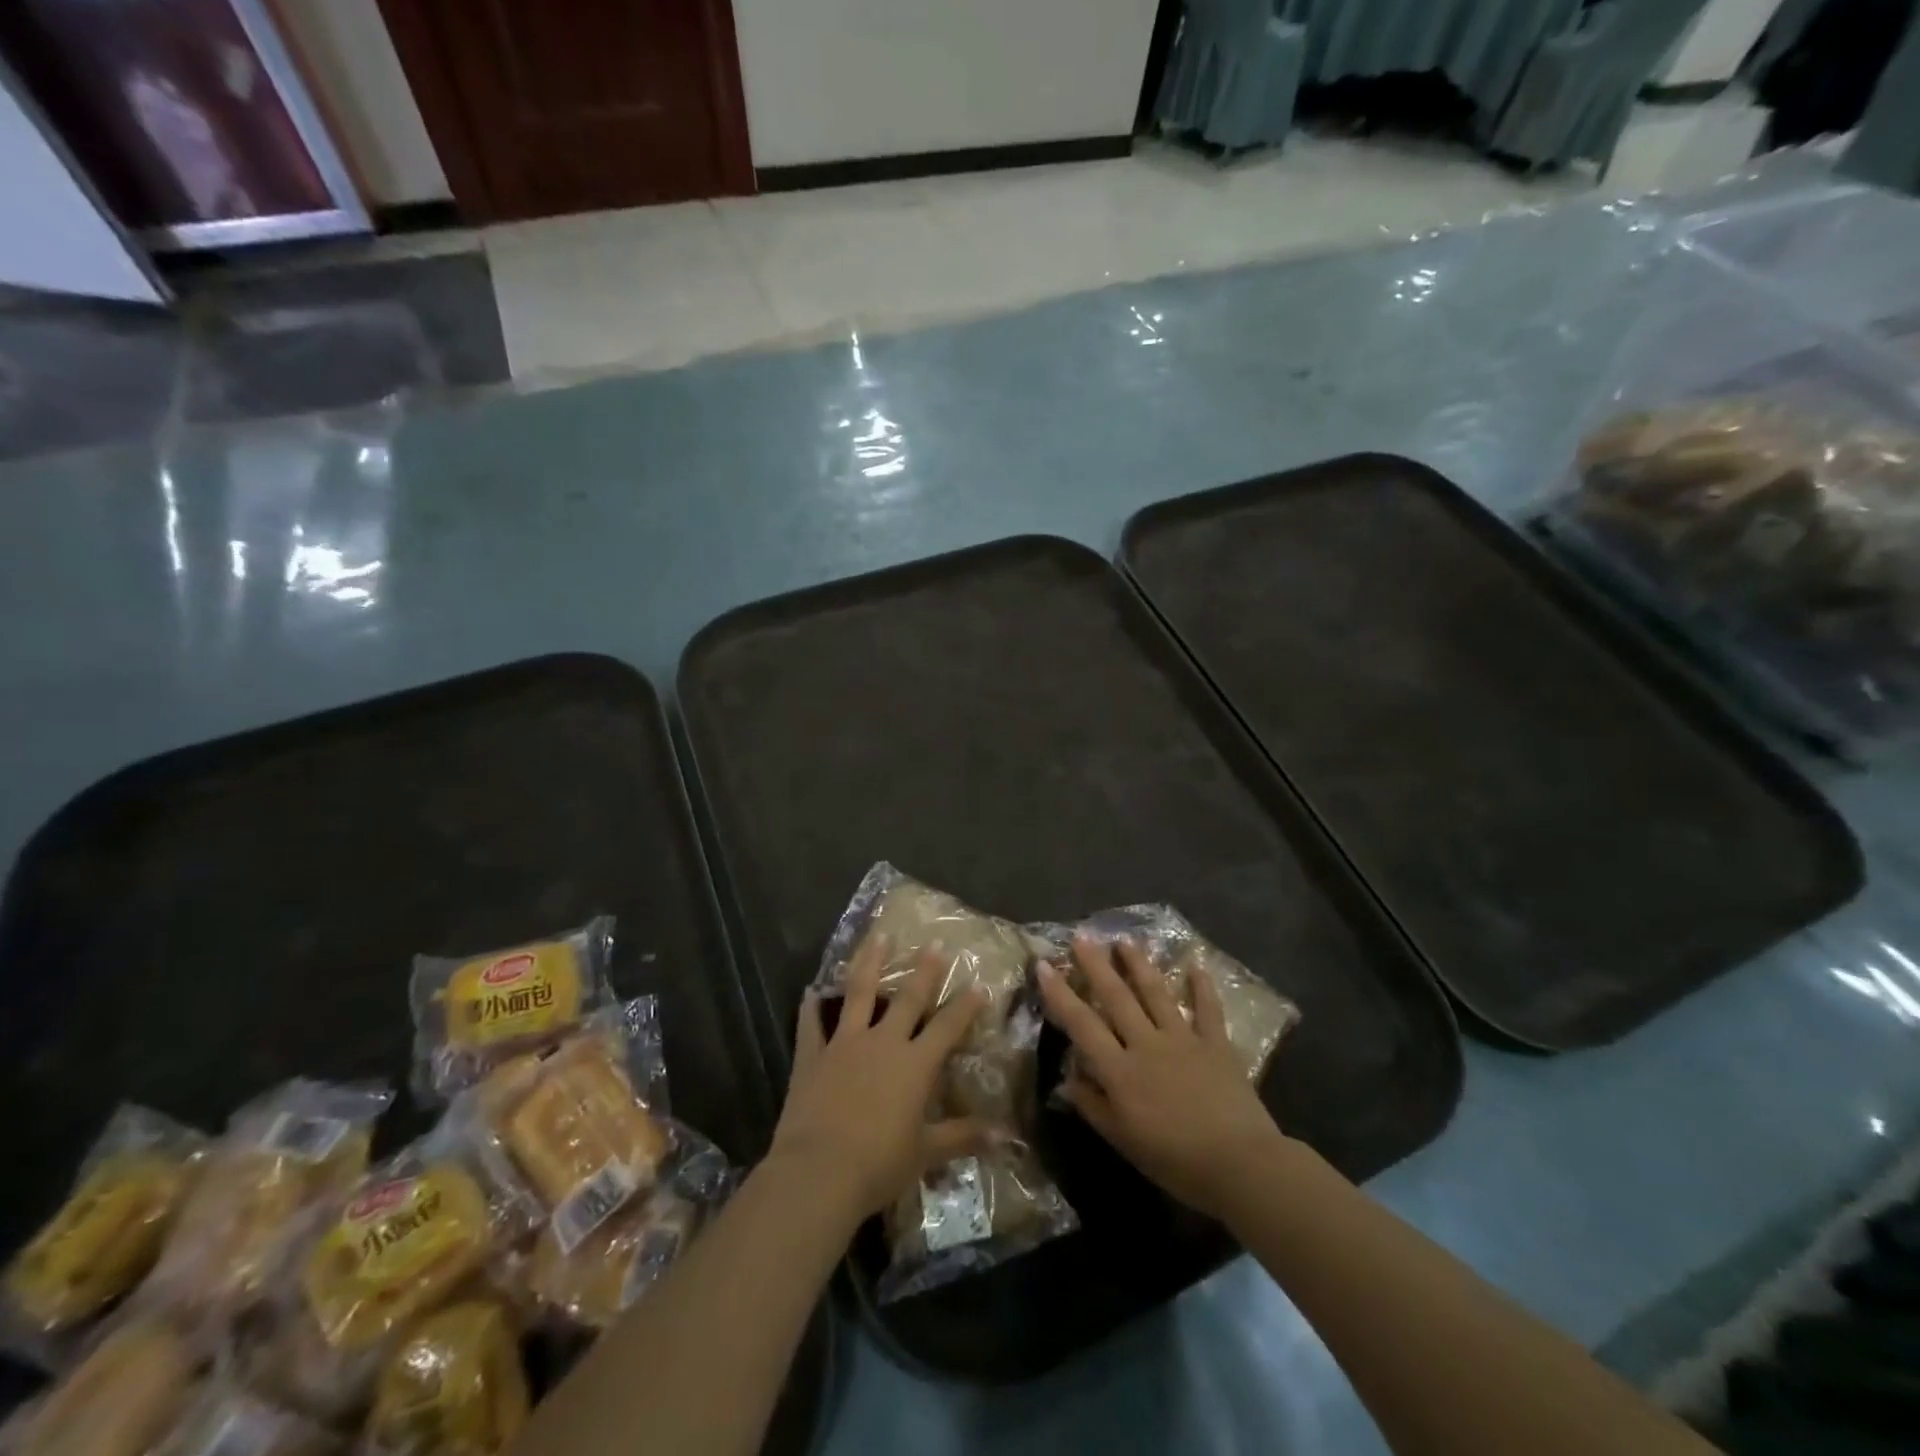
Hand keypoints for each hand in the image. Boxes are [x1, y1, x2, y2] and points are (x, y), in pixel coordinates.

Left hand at [770, 934, 990, 1227]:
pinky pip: (811, 1024)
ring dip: (870, 963)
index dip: (965, 1006)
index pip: (948, 1027)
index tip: (980, 985)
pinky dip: (810, 1007)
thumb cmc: (878, 1164)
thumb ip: (963, 1137)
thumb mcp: (926, 1153)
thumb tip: (1006, 1135)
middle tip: (934, 944)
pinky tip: (810, 991)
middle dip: (924, 971)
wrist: (818, 1172)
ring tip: (878, 937)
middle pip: (908, 998)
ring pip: (860, 993)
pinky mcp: (812, 1055)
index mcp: (915, 1064)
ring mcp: (845, 1044)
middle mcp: (883, 1043)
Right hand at [1038, 935, 1287, 1220]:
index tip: (1044, 965)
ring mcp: (1184, 1039)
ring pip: (1156, 993)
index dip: (1060, 994)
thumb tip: (1067, 1077)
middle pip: (1117, 997)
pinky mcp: (1216, 1043)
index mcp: (1120, 1070)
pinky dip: (1202, 986)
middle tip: (1082, 936)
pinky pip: (1207, 1008)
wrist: (1240, 1165)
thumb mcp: (1123, 1141)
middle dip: (1096, 965)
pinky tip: (1196, 964)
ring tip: (1125, 940)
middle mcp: (1147, 1044)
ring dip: (1139, 964)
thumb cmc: (1175, 1160)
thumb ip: (1093, 1106)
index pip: (1082, 1024)